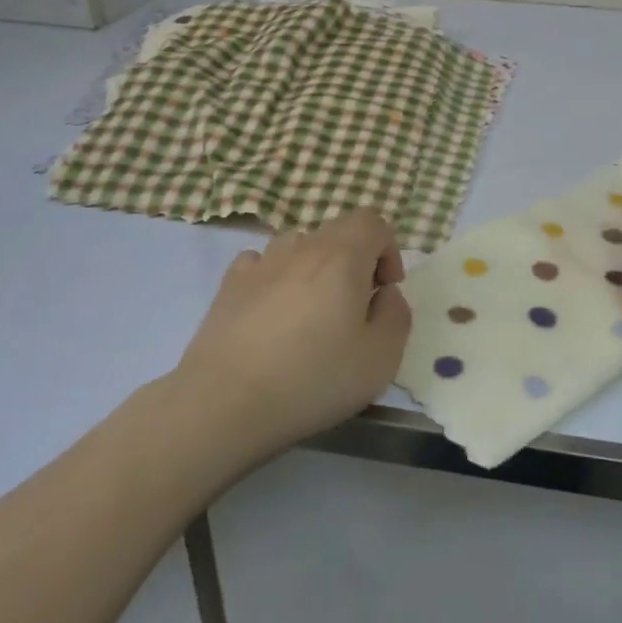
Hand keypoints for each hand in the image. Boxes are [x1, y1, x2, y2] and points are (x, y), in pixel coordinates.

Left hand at [170, 208, 411, 457]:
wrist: (225, 401)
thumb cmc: (313, 378)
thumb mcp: (381, 358)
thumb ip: (396, 314)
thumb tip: (384, 294)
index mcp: (342, 257)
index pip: (373, 222)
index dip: (388, 249)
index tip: (384, 290)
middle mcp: (301, 247)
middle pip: (337, 230)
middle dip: (355, 259)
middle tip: (354, 307)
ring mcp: (261, 262)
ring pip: (299, 245)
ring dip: (315, 267)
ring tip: (312, 312)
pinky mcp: (229, 283)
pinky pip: (263, 263)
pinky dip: (277, 277)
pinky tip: (273, 314)